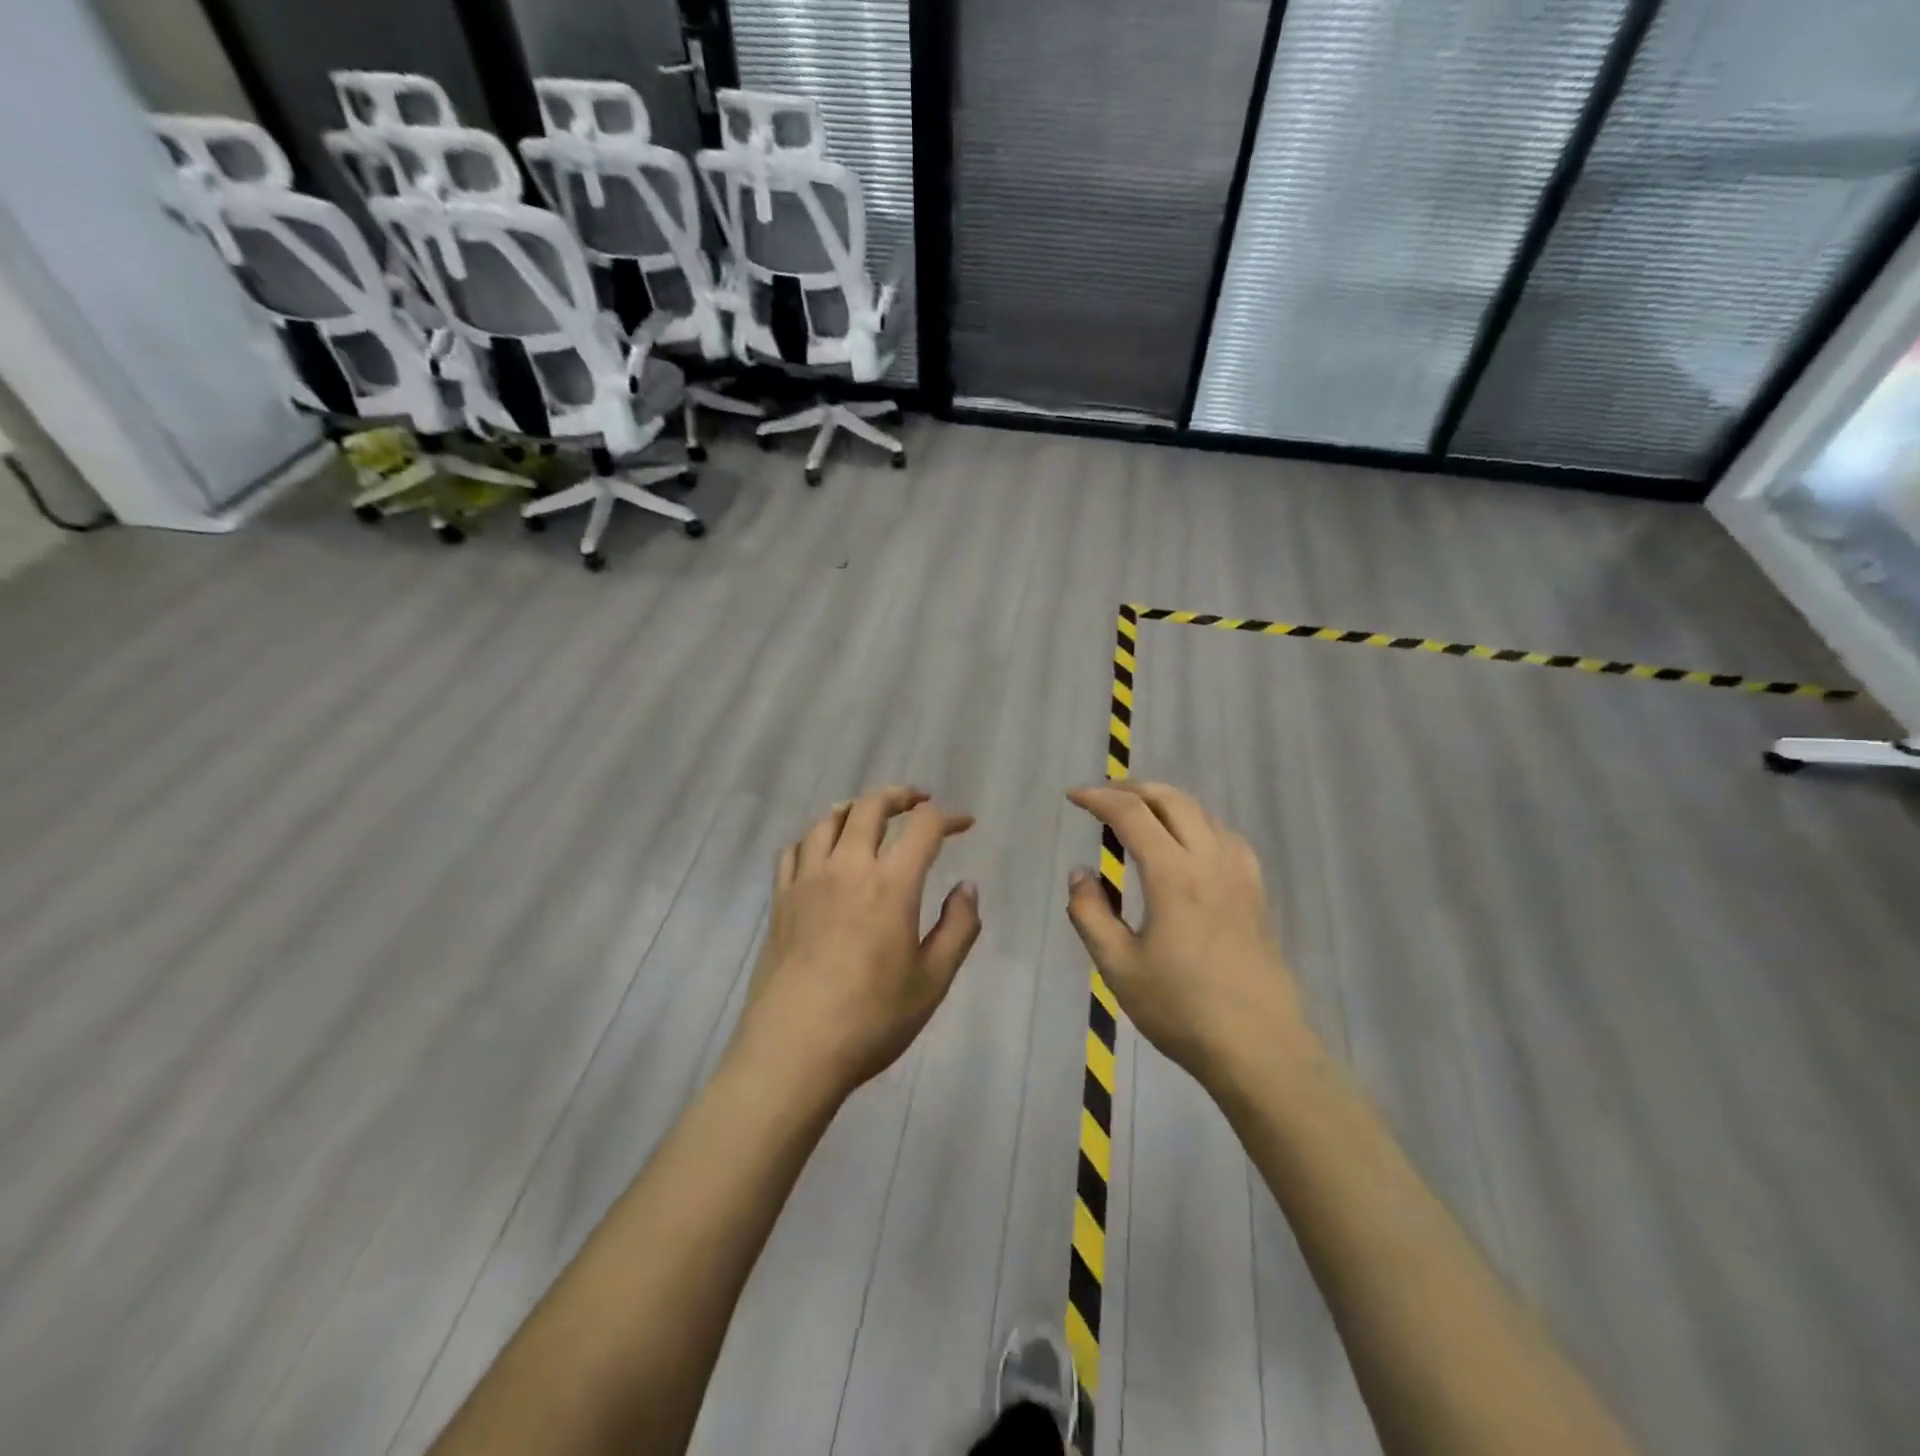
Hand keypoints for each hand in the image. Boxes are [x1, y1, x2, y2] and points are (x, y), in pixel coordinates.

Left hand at [732, 786, 981, 1102]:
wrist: (793, 1051)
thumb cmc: (871, 1020)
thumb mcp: (933, 981)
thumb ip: (958, 928)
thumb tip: (967, 887)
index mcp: (891, 885)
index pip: (924, 827)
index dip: (948, 817)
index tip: (964, 824)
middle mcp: (847, 869)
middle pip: (870, 806)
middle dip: (900, 796)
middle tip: (918, 802)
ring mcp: (807, 881)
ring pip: (828, 820)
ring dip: (855, 808)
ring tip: (870, 817)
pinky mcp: (780, 900)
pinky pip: (794, 849)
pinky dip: (814, 836)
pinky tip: (822, 850)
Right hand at [1065, 782, 1309, 1086]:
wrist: (1258, 1047)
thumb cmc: (1181, 1009)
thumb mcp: (1118, 966)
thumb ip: (1091, 913)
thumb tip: (1080, 874)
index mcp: (1173, 875)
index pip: (1132, 815)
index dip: (1099, 798)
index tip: (1073, 797)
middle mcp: (1210, 861)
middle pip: (1172, 800)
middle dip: (1133, 789)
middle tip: (1102, 798)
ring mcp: (1239, 875)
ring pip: (1203, 813)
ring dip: (1166, 802)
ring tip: (1139, 814)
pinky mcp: (1256, 893)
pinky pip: (1226, 836)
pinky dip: (1198, 823)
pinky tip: (1188, 844)